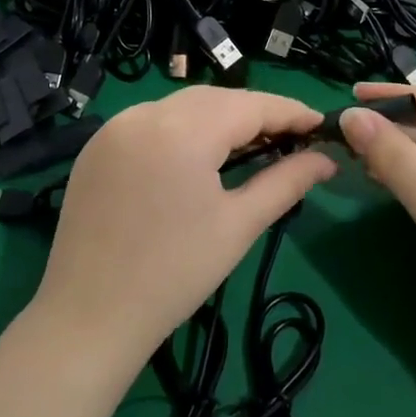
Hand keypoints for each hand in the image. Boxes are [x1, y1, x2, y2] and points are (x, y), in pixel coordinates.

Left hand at [31, 87, 336, 375]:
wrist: (89, 317)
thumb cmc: (175, 274)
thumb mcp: (239, 225)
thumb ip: (286, 182)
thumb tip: (326, 159)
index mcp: (182, 130)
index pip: (250, 105)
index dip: (289, 111)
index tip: (320, 124)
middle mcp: (145, 114)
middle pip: (215, 99)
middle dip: (256, 114)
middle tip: (290, 138)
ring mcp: (114, 127)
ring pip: (182, 106)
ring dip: (219, 118)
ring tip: (250, 146)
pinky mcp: (96, 146)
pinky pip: (151, 121)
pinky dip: (182, 128)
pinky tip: (198, 155)